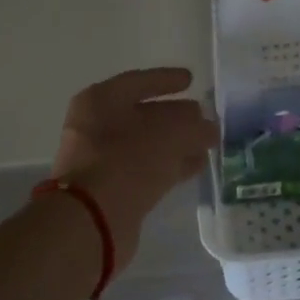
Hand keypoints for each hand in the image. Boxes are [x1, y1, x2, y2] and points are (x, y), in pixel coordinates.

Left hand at [49, 68, 218, 269]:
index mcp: (100, 101)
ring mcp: (102, 160)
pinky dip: (170, 165)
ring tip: (208, 143)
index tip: (191, 79)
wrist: (91, 220)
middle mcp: (96, 127)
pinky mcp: (112, 190)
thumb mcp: (170, 134)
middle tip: (204, 115)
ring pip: (147, 144)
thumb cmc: (127, 161)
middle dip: (175, 115)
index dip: (166, 80)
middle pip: (143, 114)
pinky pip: (146, 169)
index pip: (138, 82)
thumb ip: (194, 126)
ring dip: (177, 143)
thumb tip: (208, 127)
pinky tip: (196, 166)